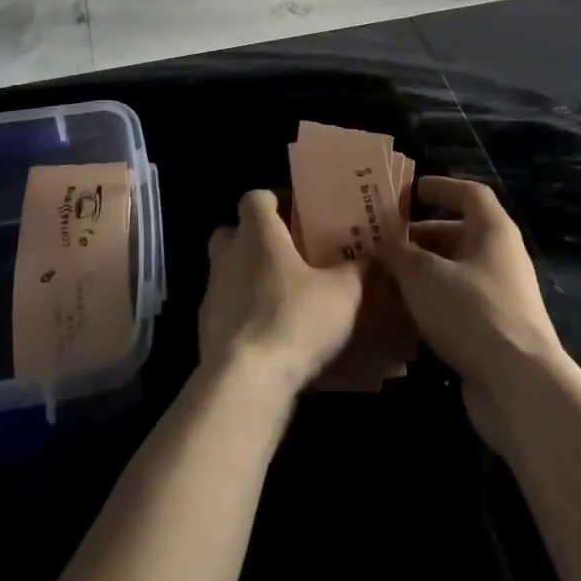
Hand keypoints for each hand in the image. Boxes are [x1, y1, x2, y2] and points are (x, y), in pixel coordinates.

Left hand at [200, 190, 364, 403]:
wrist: (245, 382)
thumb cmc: (294, 319)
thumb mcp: (343, 293)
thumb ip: (359, 270)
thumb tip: (374, 258)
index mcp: (257, 232)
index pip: (256, 198)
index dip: (275, 202)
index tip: (298, 216)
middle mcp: (228, 254)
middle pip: (235, 233)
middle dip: (257, 240)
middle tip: (290, 256)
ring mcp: (212, 293)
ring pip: (229, 273)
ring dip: (251, 281)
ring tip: (287, 301)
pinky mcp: (205, 330)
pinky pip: (228, 311)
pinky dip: (246, 317)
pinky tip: (273, 337)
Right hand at [386, 176, 564, 449]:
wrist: (519, 386)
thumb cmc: (472, 312)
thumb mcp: (424, 275)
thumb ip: (400, 253)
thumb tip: (385, 242)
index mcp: (493, 231)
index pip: (470, 194)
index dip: (442, 187)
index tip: (413, 189)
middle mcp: (500, 258)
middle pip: (459, 235)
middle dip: (420, 237)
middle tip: (384, 243)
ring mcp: (500, 297)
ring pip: (455, 273)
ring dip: (421, 274)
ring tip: (384, 279)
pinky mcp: (493, 332)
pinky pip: (457, 306)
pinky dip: (431, 304)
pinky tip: (402, 316)